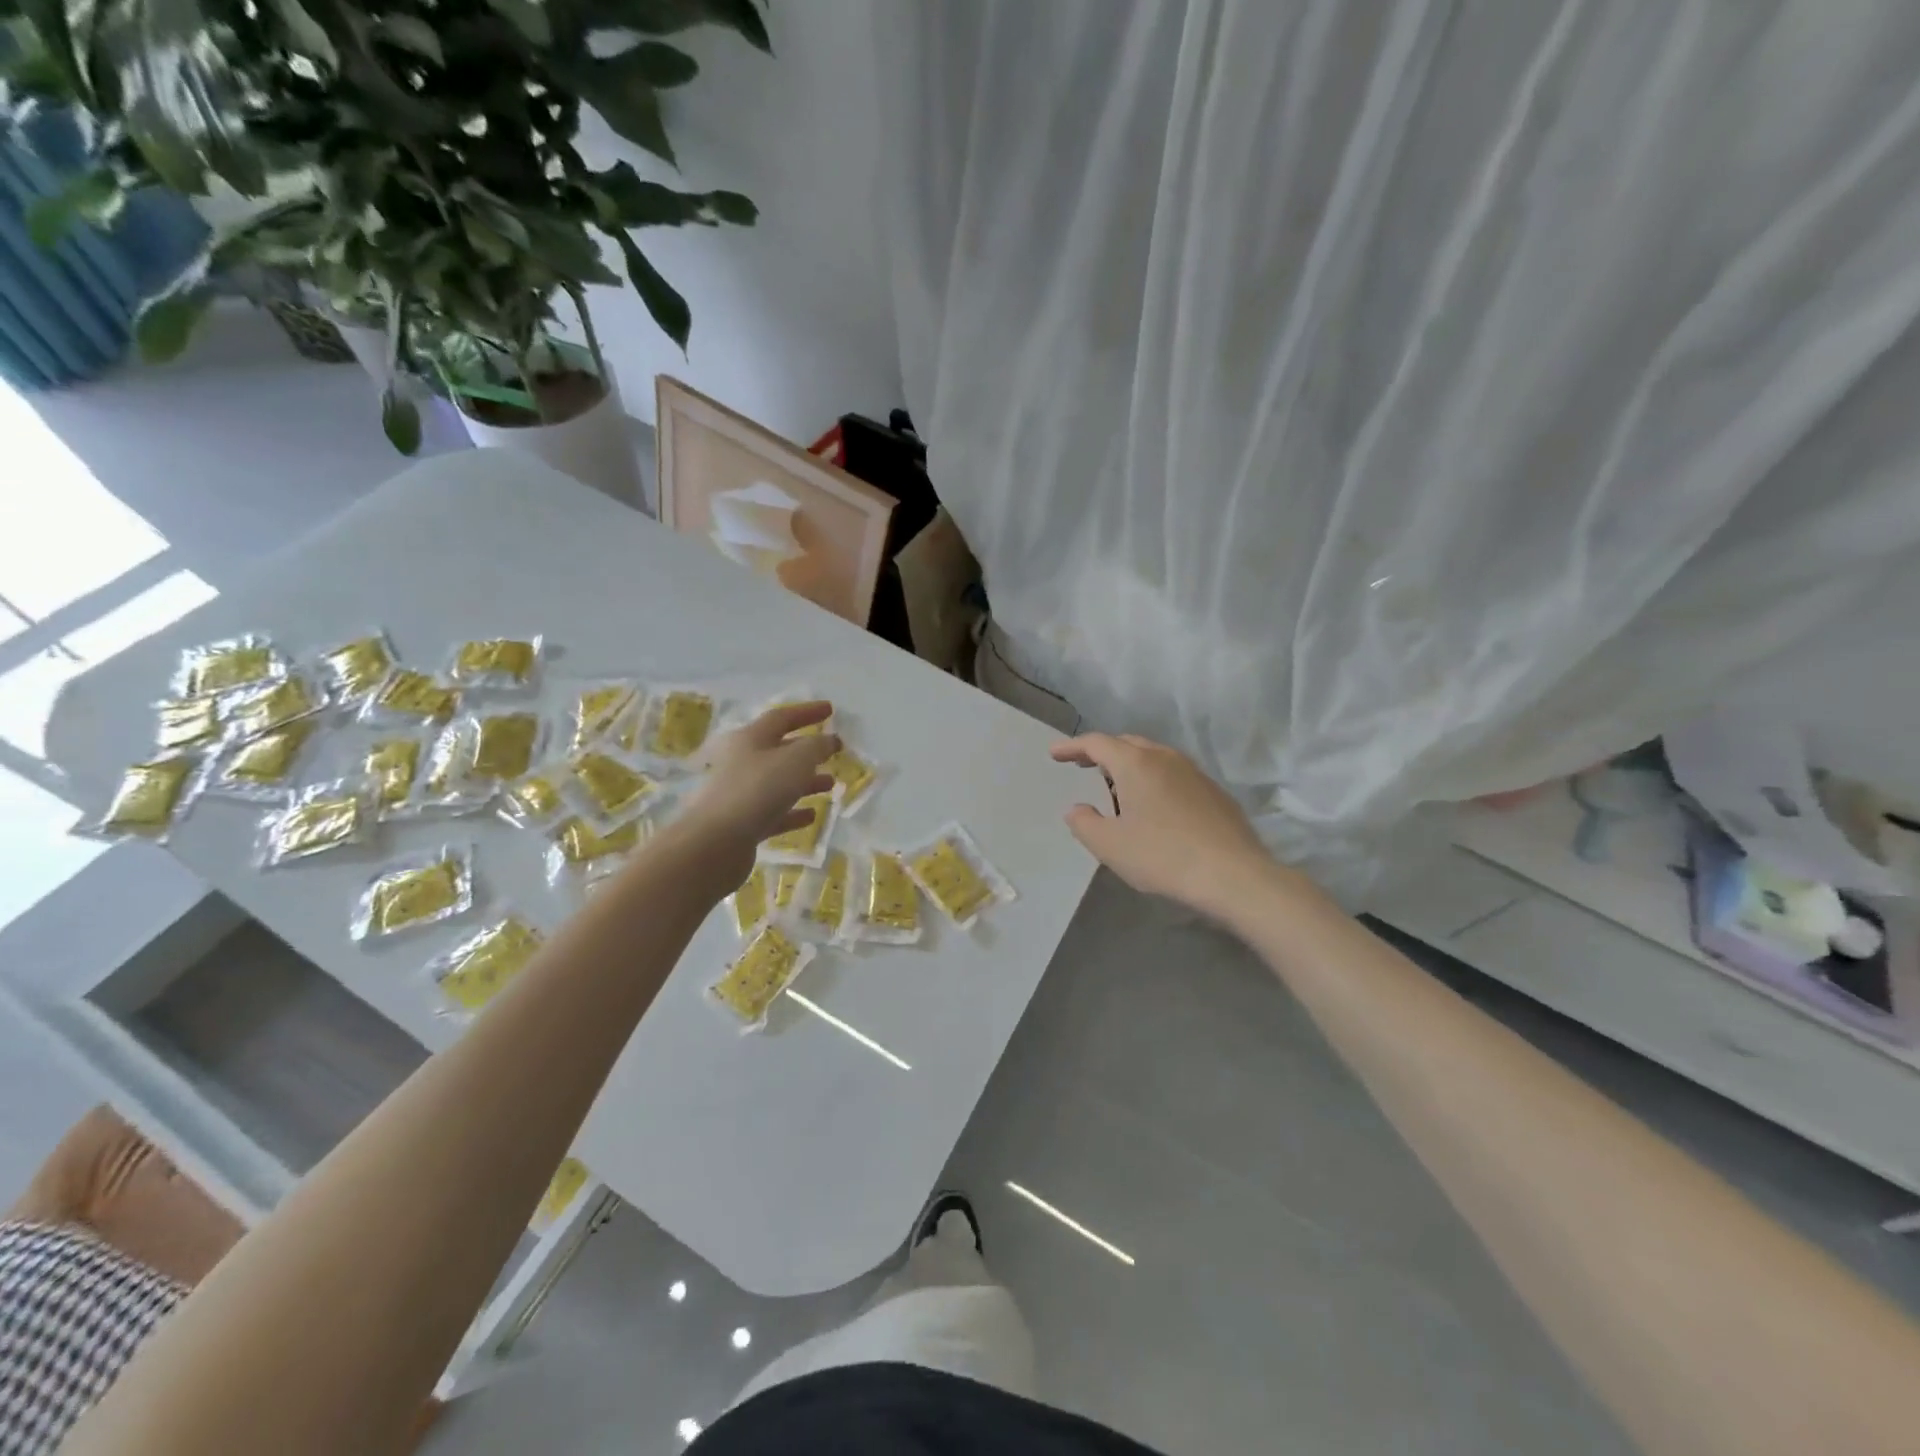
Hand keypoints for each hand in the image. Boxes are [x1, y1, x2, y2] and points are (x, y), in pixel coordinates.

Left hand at [675, 702, 838, 885]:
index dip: (807, 712)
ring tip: (830, 784)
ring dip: (804, 782)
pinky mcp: (740, 824)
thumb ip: (816, 747)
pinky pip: (772, 813)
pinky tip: (811, 816)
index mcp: (749, 738)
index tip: (830, 710)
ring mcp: (738, 794)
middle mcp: (740, 762)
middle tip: (833, 753)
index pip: (781, 717)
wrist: (714, 843)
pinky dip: (792, 812)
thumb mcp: (796, 760)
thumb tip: (829, 740)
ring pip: (777, 783)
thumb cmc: (757, 790)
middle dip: (807, 751)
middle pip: (778, 750)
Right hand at [1050, 733, 1280, 918]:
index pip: (1097, 743)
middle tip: (1082, 764)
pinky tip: (1153, 805)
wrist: (1233, 875)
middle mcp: (1165, 758)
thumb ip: (1084, 824)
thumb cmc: (1162, 856)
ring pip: (1153, 757)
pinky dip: (1153, 779)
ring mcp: (1194, 773)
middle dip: (1101, 752)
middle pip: (1127, 744)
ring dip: (1129, 765)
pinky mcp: (1213, 792)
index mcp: (1136, 764)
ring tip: (1115, 785)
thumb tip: (1076, 810)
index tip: (1055, 754)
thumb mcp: (1110, 846)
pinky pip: (1174, 775)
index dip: (1072, 747)